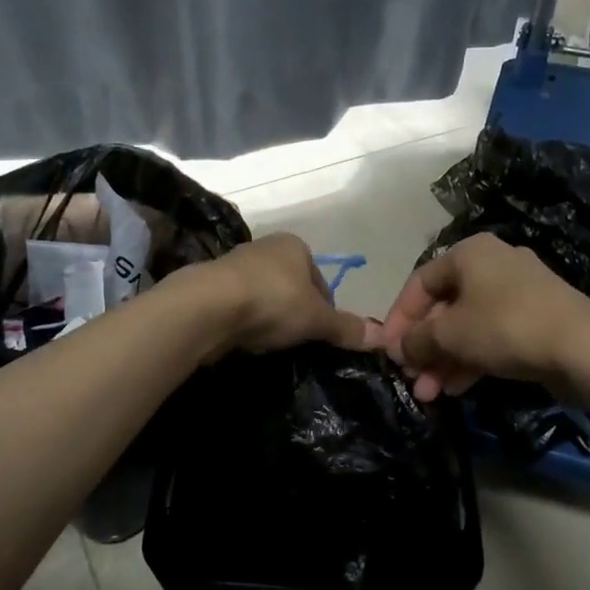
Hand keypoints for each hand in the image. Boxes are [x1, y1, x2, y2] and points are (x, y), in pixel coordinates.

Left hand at [183, 233, 377, 356]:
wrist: (208, 306)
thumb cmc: (273, 301)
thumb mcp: (317, 319)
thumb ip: (345, 328)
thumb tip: (381, 338)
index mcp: (294, 245)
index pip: (320, 281)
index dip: (325, 310)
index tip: (321, 334)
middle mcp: (265, 248)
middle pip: (292, 288)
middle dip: (296, 314)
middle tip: (297, 341)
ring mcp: (235, 266)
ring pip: (264, 298)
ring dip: (269, 319)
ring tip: (270, 343)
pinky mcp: (211, 287)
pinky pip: (239, 308)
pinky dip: (245, 324)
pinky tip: (246, 340)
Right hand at [380, 234, 589, 401]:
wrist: (582, 347)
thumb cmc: (504, 326)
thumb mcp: (449, 334)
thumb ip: (416, 340)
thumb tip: (399, 348)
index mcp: (470, 253)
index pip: (420, 282)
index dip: (399, 318)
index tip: (388, 350)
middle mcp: (493, 264)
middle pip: (445, 307)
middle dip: (424, 347)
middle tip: (411, 377)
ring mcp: (518, 293)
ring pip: (468, 326)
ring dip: (444, 359)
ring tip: (429, 394)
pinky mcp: (536, 320)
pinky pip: (492, 337)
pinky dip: (471, 359)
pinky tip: (456, 389)